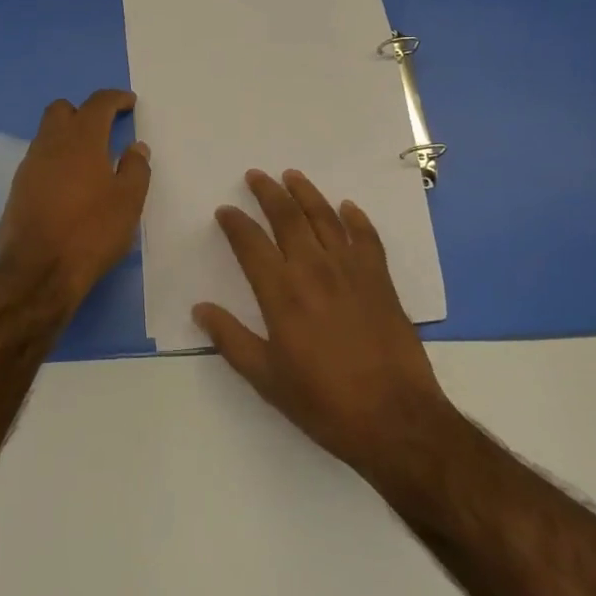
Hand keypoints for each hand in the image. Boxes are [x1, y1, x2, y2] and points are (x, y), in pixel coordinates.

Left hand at [0, 89, 150, 300]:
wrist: (37, 271)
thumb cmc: (91, 231)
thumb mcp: (128, 202)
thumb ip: (136, 168)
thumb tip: (136, 147)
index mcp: (82, 139)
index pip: (98, 103)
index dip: (115, 98)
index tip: (128, 103)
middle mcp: (51, 143)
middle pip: (62, 110)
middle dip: (83, 112)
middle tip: (103, 129)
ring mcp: (29, 166)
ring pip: (47, 135)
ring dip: (67, 138)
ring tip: (89, 162)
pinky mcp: (17, 189)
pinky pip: (39, 161)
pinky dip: (55, 162)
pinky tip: (69, 187)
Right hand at [194, 169, 451, 478]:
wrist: (396, 419)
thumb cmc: (325, 403)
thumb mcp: (267, 379)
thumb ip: (231, 340)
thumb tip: (200, 309)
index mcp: (281, 292)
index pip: (250, 243)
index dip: (235, 223)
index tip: (225, 211)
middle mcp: (313, 269)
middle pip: (287, 217)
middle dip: (268, 193)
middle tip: (256, 176)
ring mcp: (350, 269)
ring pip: (324, 217)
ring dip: (306, 193)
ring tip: (292, 176)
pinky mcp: (380, 279)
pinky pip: (366, 236)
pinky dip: (356, 218)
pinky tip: (347, 208)